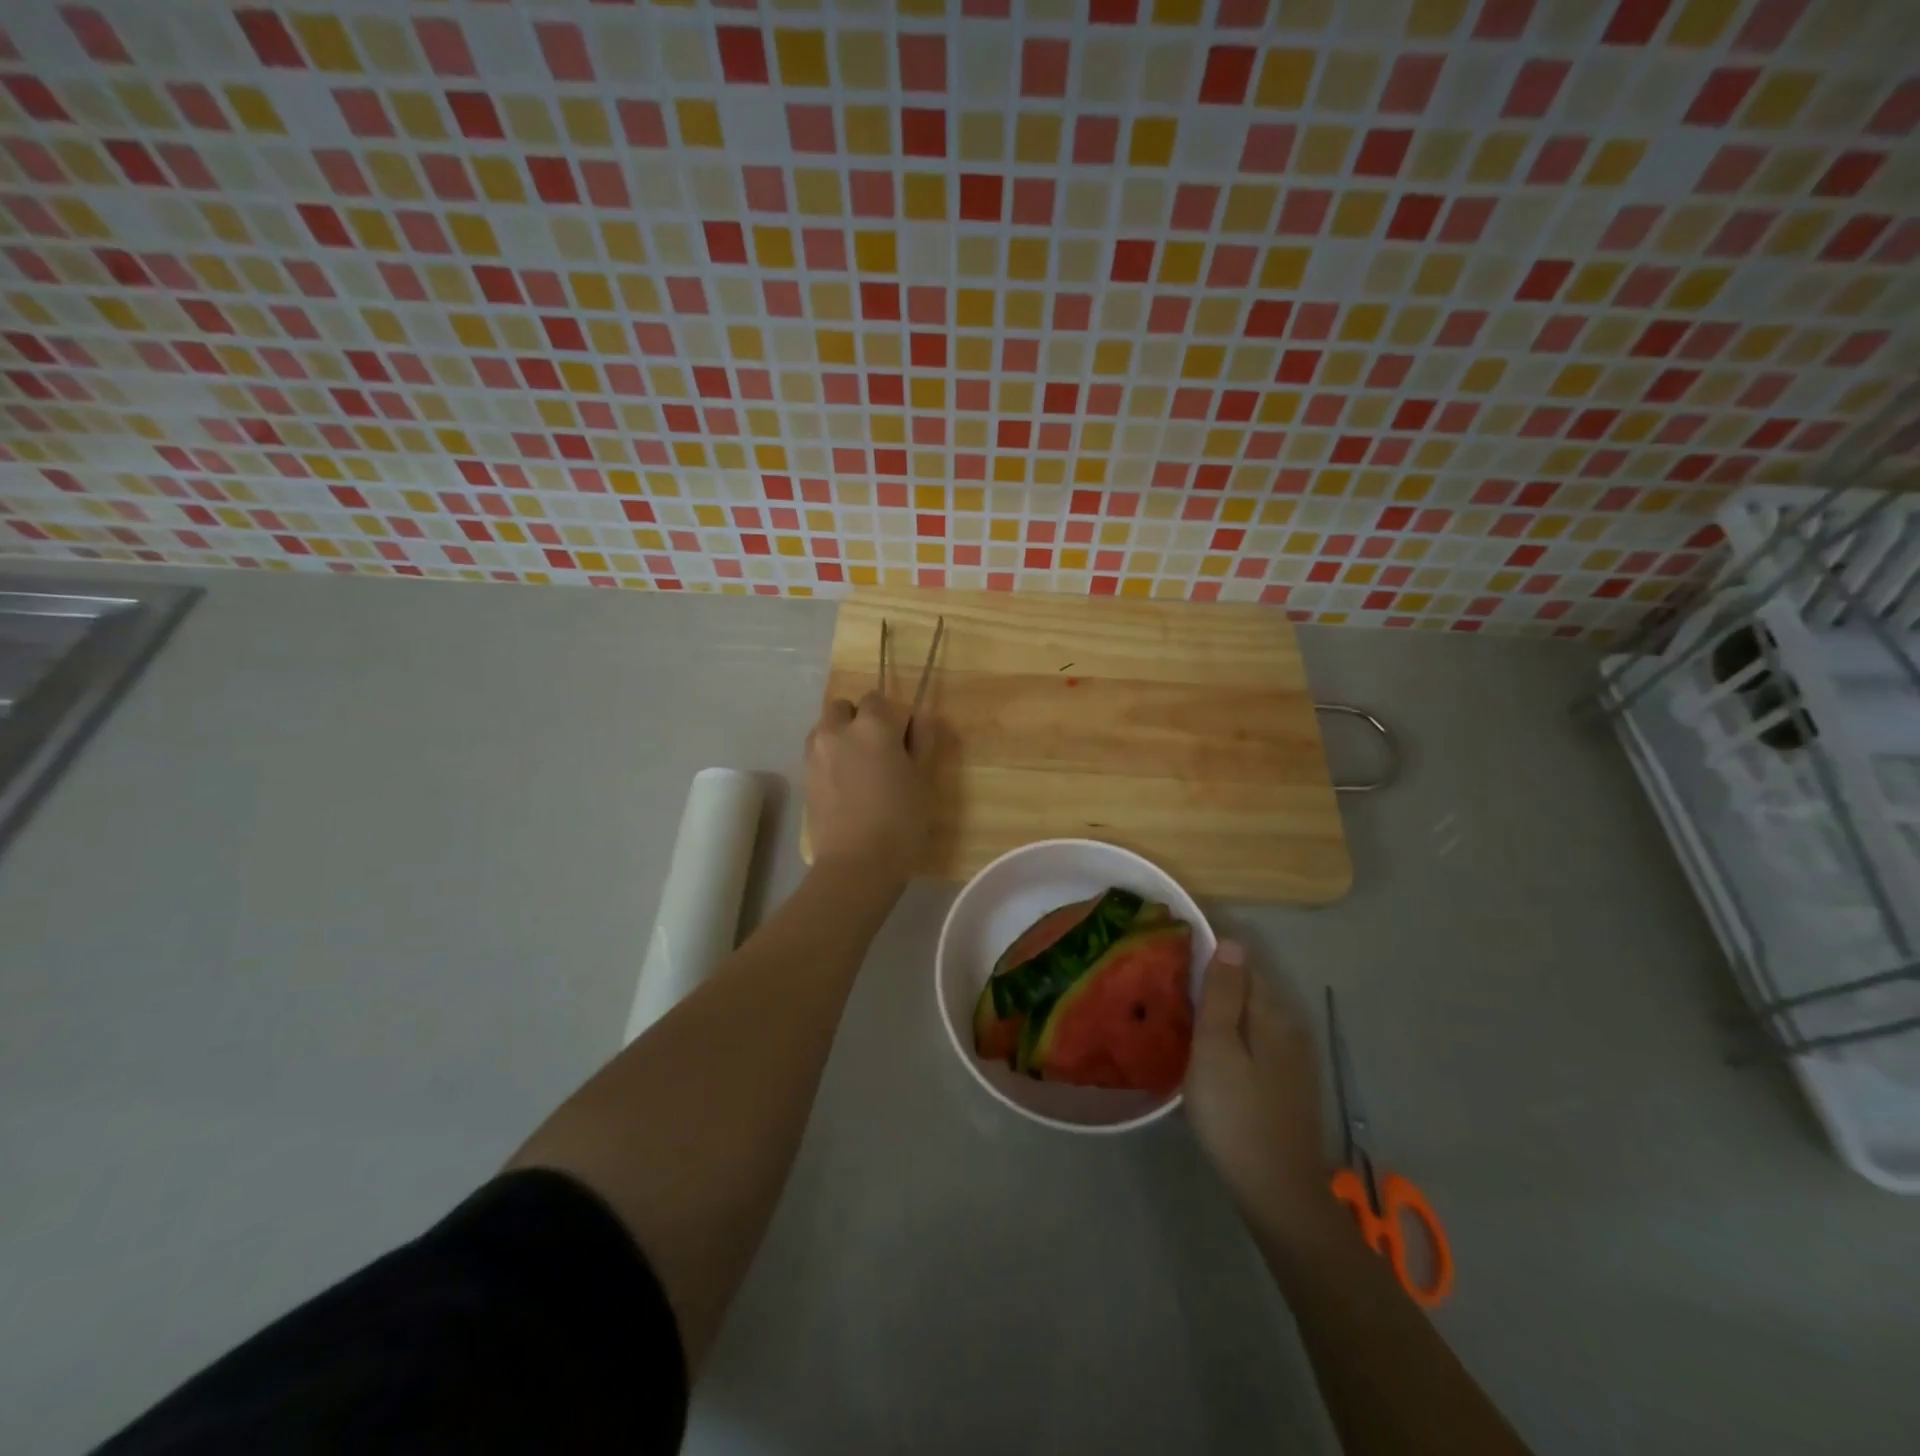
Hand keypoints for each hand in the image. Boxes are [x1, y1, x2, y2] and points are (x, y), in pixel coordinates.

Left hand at [805, 691, 928, 875]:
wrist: (857, 864)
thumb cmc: (901, 820)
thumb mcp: (923, 778)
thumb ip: (922, 740)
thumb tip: (920, 716)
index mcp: (872, 725)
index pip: (877, 698)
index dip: (890, 716)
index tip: (902, 739)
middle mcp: (837, 730)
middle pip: (843, 707)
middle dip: (858, 719)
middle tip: (878, 750)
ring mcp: (815, 754)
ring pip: (825, 728)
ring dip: (840, 736)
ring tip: (858, 768)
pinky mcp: (804, 777)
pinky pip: (817, 754)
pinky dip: (829, 759)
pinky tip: (845, 786)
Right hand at [1185, 942, 1337, 1243]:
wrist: (1277, 1191)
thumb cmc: (1236, 1113)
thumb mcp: (1217, 1048)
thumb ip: (1223, 993)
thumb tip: (1231, 940)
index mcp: (1272, 1012)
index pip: (1242, 960)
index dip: (1209, 950)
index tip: (1172, 949)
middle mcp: (1289, 1026)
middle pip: (1248, 986)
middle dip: (1213, 977)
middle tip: (1166, 979)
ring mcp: (1292, 1057)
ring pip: (1250, 1014)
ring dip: (1220, 1006)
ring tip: (1178, 1008)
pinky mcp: (1286, 1082)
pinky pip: (1254, 1038)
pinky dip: (1230, 1031)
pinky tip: (1206, 1045)